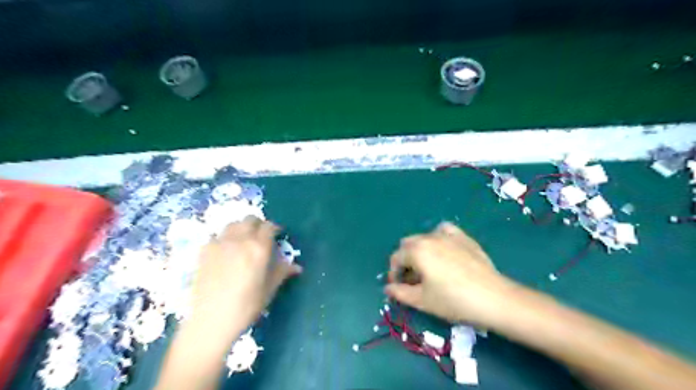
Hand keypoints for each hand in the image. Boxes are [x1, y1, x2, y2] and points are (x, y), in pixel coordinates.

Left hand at [190, 216, 301, 341]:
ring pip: (233, 224)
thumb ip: (282, 272)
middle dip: (258, 225)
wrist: (211, 320)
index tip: (277, 235)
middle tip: (261, 237)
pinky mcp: (204, 250)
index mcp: (259, 248)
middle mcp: (240, 240)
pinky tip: (225, 252)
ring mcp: (220, 243)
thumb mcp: (269, 289)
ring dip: (241, 228)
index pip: (269, 226)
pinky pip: (217, 236)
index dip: (275, 228)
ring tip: (243, 241)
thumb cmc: (246, 306)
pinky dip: (225, 239)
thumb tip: (297, 267)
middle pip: (250, 220)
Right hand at [387, 222, 514, 325]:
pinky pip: (444, 230)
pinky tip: (444, 250)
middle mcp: (429, 237)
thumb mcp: (422, 300)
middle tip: (412, 280)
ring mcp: (448, 235)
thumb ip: (400, 292)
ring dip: (419, 250)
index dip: (393, 273)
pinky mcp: (464, 237)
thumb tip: (387, 288)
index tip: (398, 287)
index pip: (396, 258)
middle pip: (408, 244)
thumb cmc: (453, 300)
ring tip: (428, 267)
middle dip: (405, 260)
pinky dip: (438, 237)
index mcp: (417, 250)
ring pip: (424, 237)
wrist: (493, 298)